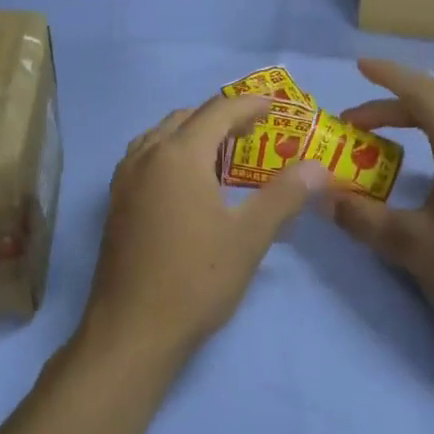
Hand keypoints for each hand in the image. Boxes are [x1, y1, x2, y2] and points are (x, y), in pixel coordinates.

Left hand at [81, 95, 328, 362]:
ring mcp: (124, 181)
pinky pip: (144, 159)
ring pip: (159, 137)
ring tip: (221, 155)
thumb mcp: (249, 237)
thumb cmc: (196, 279)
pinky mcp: (115, 205)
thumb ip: (284, 196)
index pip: (218, 111)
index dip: (250, 104)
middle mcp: (146, 157)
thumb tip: (317, 167)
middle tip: (253, 133)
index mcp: (179, 155)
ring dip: (191, 134)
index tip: (276, 106)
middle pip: (185, 118)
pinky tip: (186, 184)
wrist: (132, 330)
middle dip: (221, 117)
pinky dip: (170, 154)